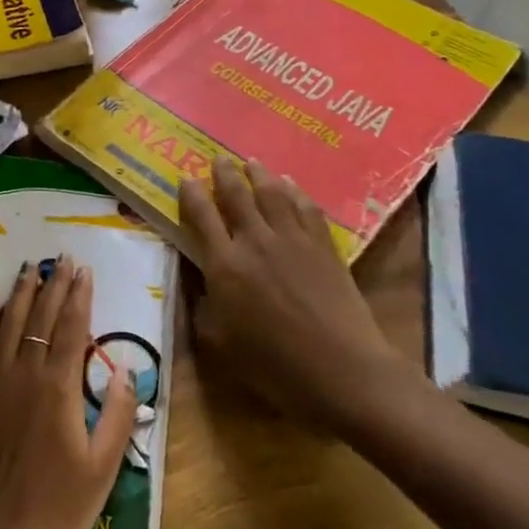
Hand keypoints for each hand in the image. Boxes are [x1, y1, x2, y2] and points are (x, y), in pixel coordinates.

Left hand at [0, 256, 137, 528]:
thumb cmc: (57, 508)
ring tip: (30, 268)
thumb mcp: (102, 468)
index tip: (84, 270)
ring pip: (8, 324)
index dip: (78, 297)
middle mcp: (24, 373)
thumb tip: (123, 369)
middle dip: (53, 285)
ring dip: (20, 293)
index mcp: (58, 388)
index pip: (71, 328)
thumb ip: (115, 414)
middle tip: (61, 259)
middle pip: (40, 318)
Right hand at [178, 159, 405, 429]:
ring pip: (272, 194)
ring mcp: (292, 240)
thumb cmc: (274, 366)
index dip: (191, 194)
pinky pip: (306, 208)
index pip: (201, 216)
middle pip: (236, 195)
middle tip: (219, 158)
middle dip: (225, 173)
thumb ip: (203, 308)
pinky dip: (295, 192)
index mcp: (224, 265)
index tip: (185, 178)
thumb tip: (200, 284)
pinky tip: (290, 186)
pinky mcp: (323, 247)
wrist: (343, 370)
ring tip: (252, 162)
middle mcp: (255, 242)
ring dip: (259, 174)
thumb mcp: (220, 344)